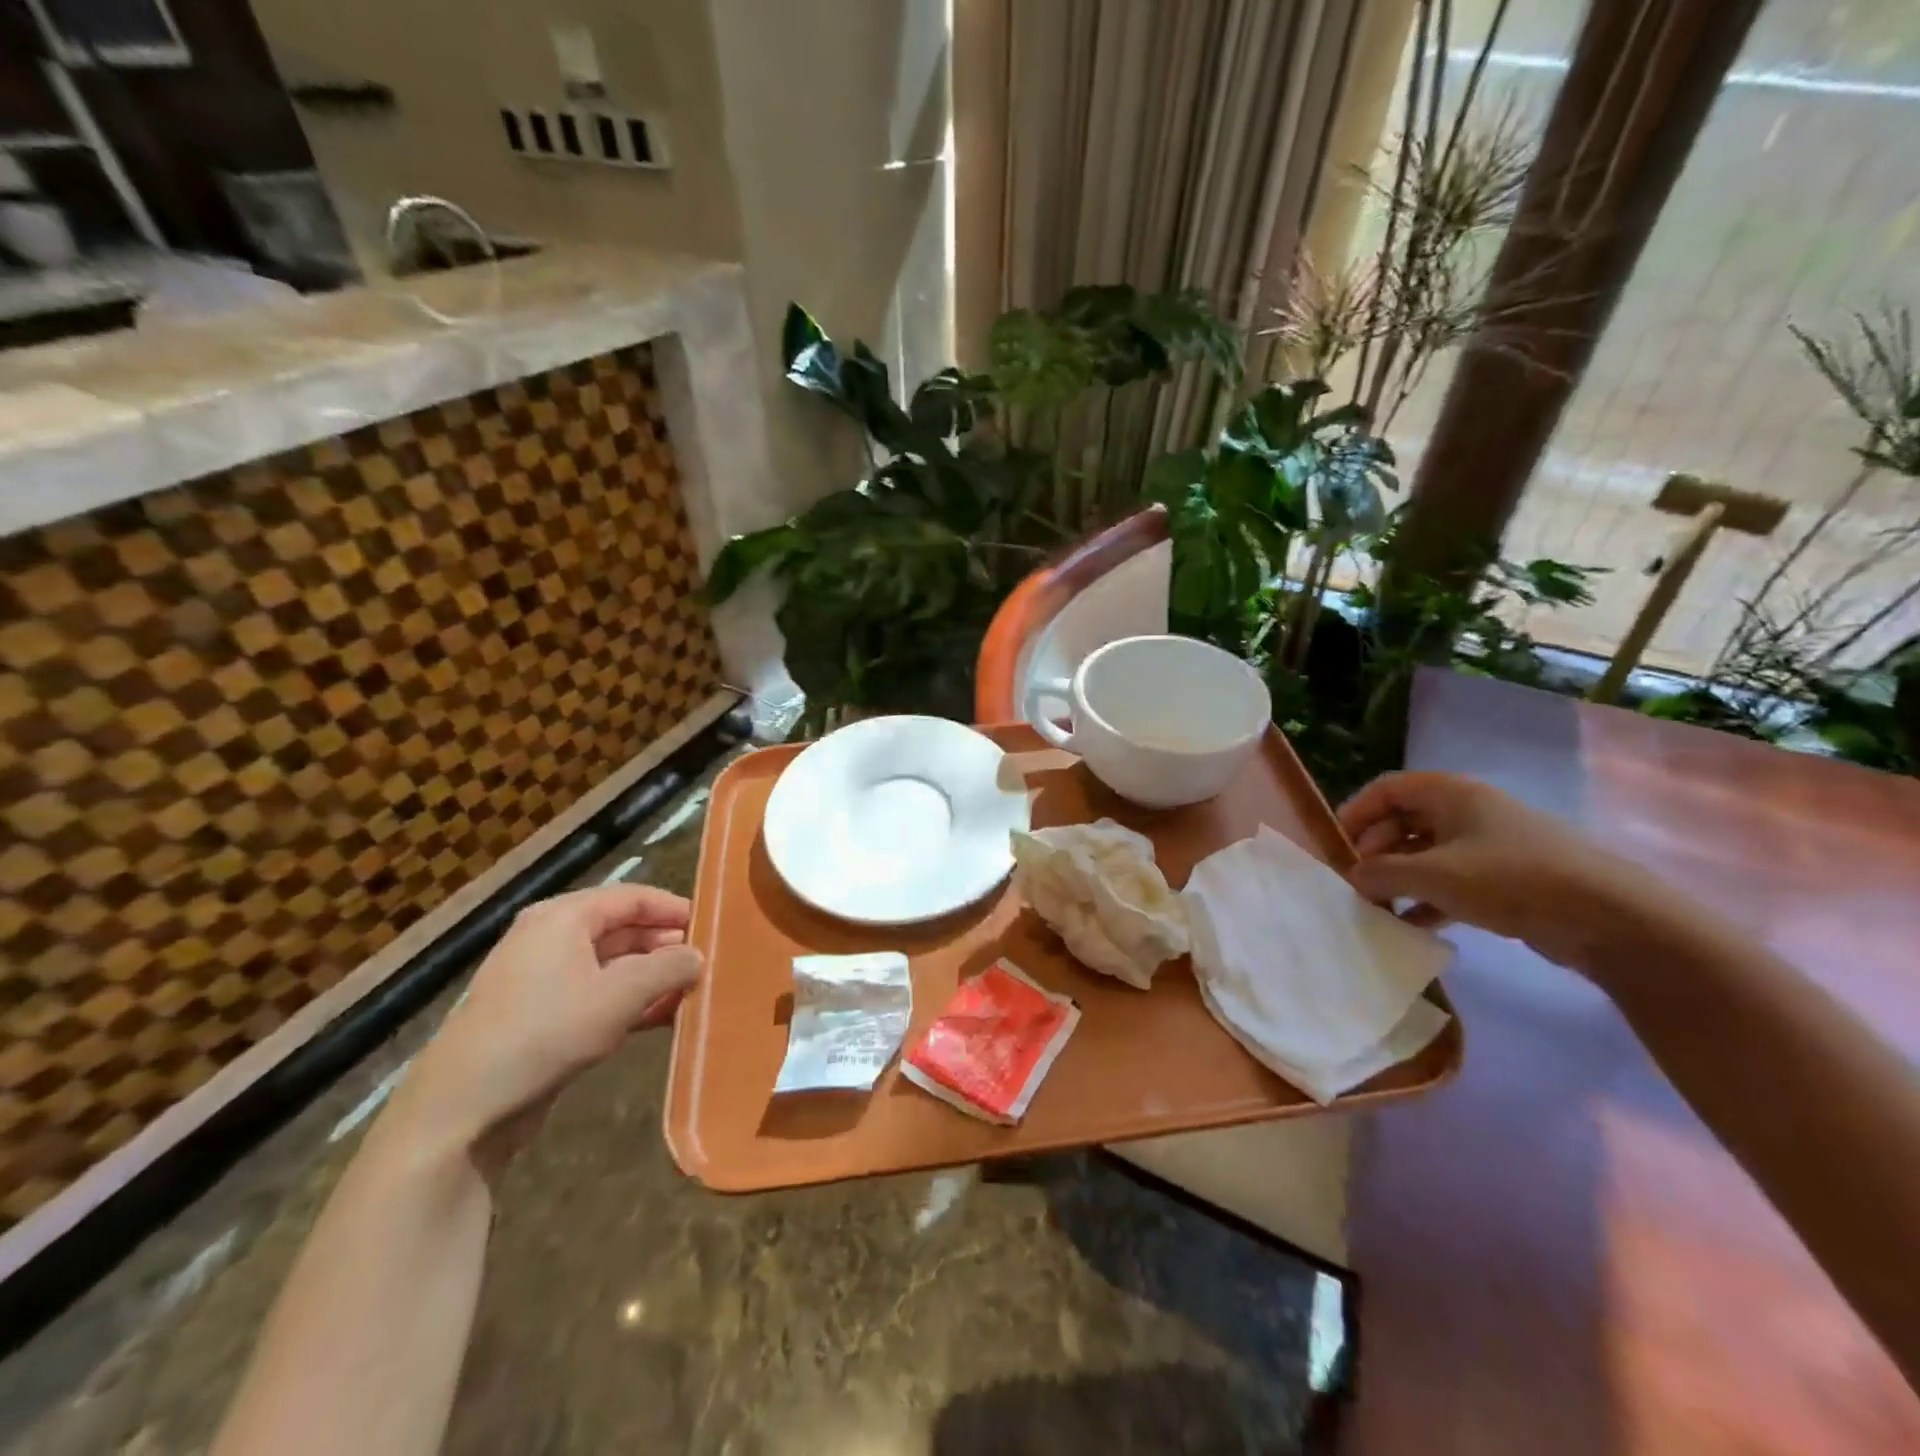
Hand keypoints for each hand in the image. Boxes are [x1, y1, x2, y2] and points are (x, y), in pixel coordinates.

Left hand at [384, 885, 701, 1167]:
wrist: (463, 1108)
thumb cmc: (547, 1031)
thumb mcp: (621, 994)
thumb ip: (669, 968)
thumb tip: (697, 956)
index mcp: (563, 917)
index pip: (631, 896)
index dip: (673, 909)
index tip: (711, 926)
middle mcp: (550, 938)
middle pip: (621, 929)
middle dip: (664, 945)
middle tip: (704, 963)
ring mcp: (541, 979)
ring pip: (611, 965)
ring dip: (650, 977)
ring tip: (689, 993)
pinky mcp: (539, 1016)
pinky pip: (595, 995)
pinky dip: (628, 1002)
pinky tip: (659, 1019)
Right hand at [1338, 771, 1669, 973]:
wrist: (1611, 918)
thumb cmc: (1511, 879)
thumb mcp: (1434, 875)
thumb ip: (1381, 874)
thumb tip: (1352, 878)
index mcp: (1450, 794)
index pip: (1385, 789)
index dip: (1355, 813)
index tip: (1335, 847)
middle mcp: (1467, 812)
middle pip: (1403, 821)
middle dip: (1374, 851)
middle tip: (1355, 883)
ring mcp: (1488, 846)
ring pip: (1425, 854)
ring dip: (1398, 878)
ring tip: (1376, 908)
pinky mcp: (1505, 879)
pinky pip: (1450, 881)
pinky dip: (1427, 899)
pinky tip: (1411, 925)